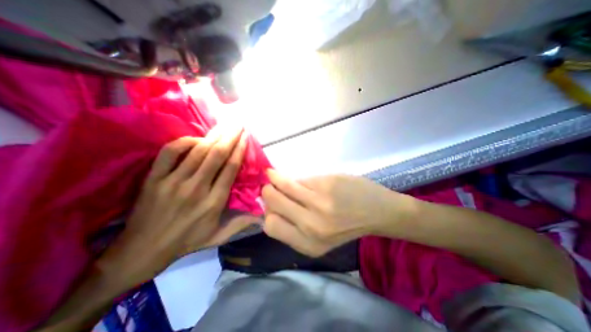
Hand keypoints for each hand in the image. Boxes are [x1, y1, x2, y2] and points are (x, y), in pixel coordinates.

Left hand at [97, 128, 253, 289]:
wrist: (144, 250)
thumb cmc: (188, 240)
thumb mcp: (219, 236)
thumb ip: (242, 223)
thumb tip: (263, 213)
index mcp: (214, 201)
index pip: (231, 169)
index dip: (239, 150)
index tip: (245, 138)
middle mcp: (196, 188)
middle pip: (217, 155)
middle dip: (230, 137)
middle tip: (238, 124)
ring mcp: (173, 182)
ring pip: (198, 151)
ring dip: (213, 136)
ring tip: (224, 126)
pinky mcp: (154, 178)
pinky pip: (170, 152)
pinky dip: (184, 141)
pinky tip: (196, 138)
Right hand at [259, 172, 414, 256]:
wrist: (378, 211)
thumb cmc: (348, 225)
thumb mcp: (320, 238)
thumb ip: (295, 226)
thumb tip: (271, 205)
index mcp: (308, 244)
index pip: (270, 226)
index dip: (267, 213)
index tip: (270, 205)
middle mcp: (311, 226)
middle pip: (272, 203)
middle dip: (267, 193)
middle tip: (269, 186)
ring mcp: (319, 203)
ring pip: (283, 186)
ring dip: (275, 179)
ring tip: (272, 174)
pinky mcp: (327, 184)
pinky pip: (302, 179)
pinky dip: (298, 178)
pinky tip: (302, 179)